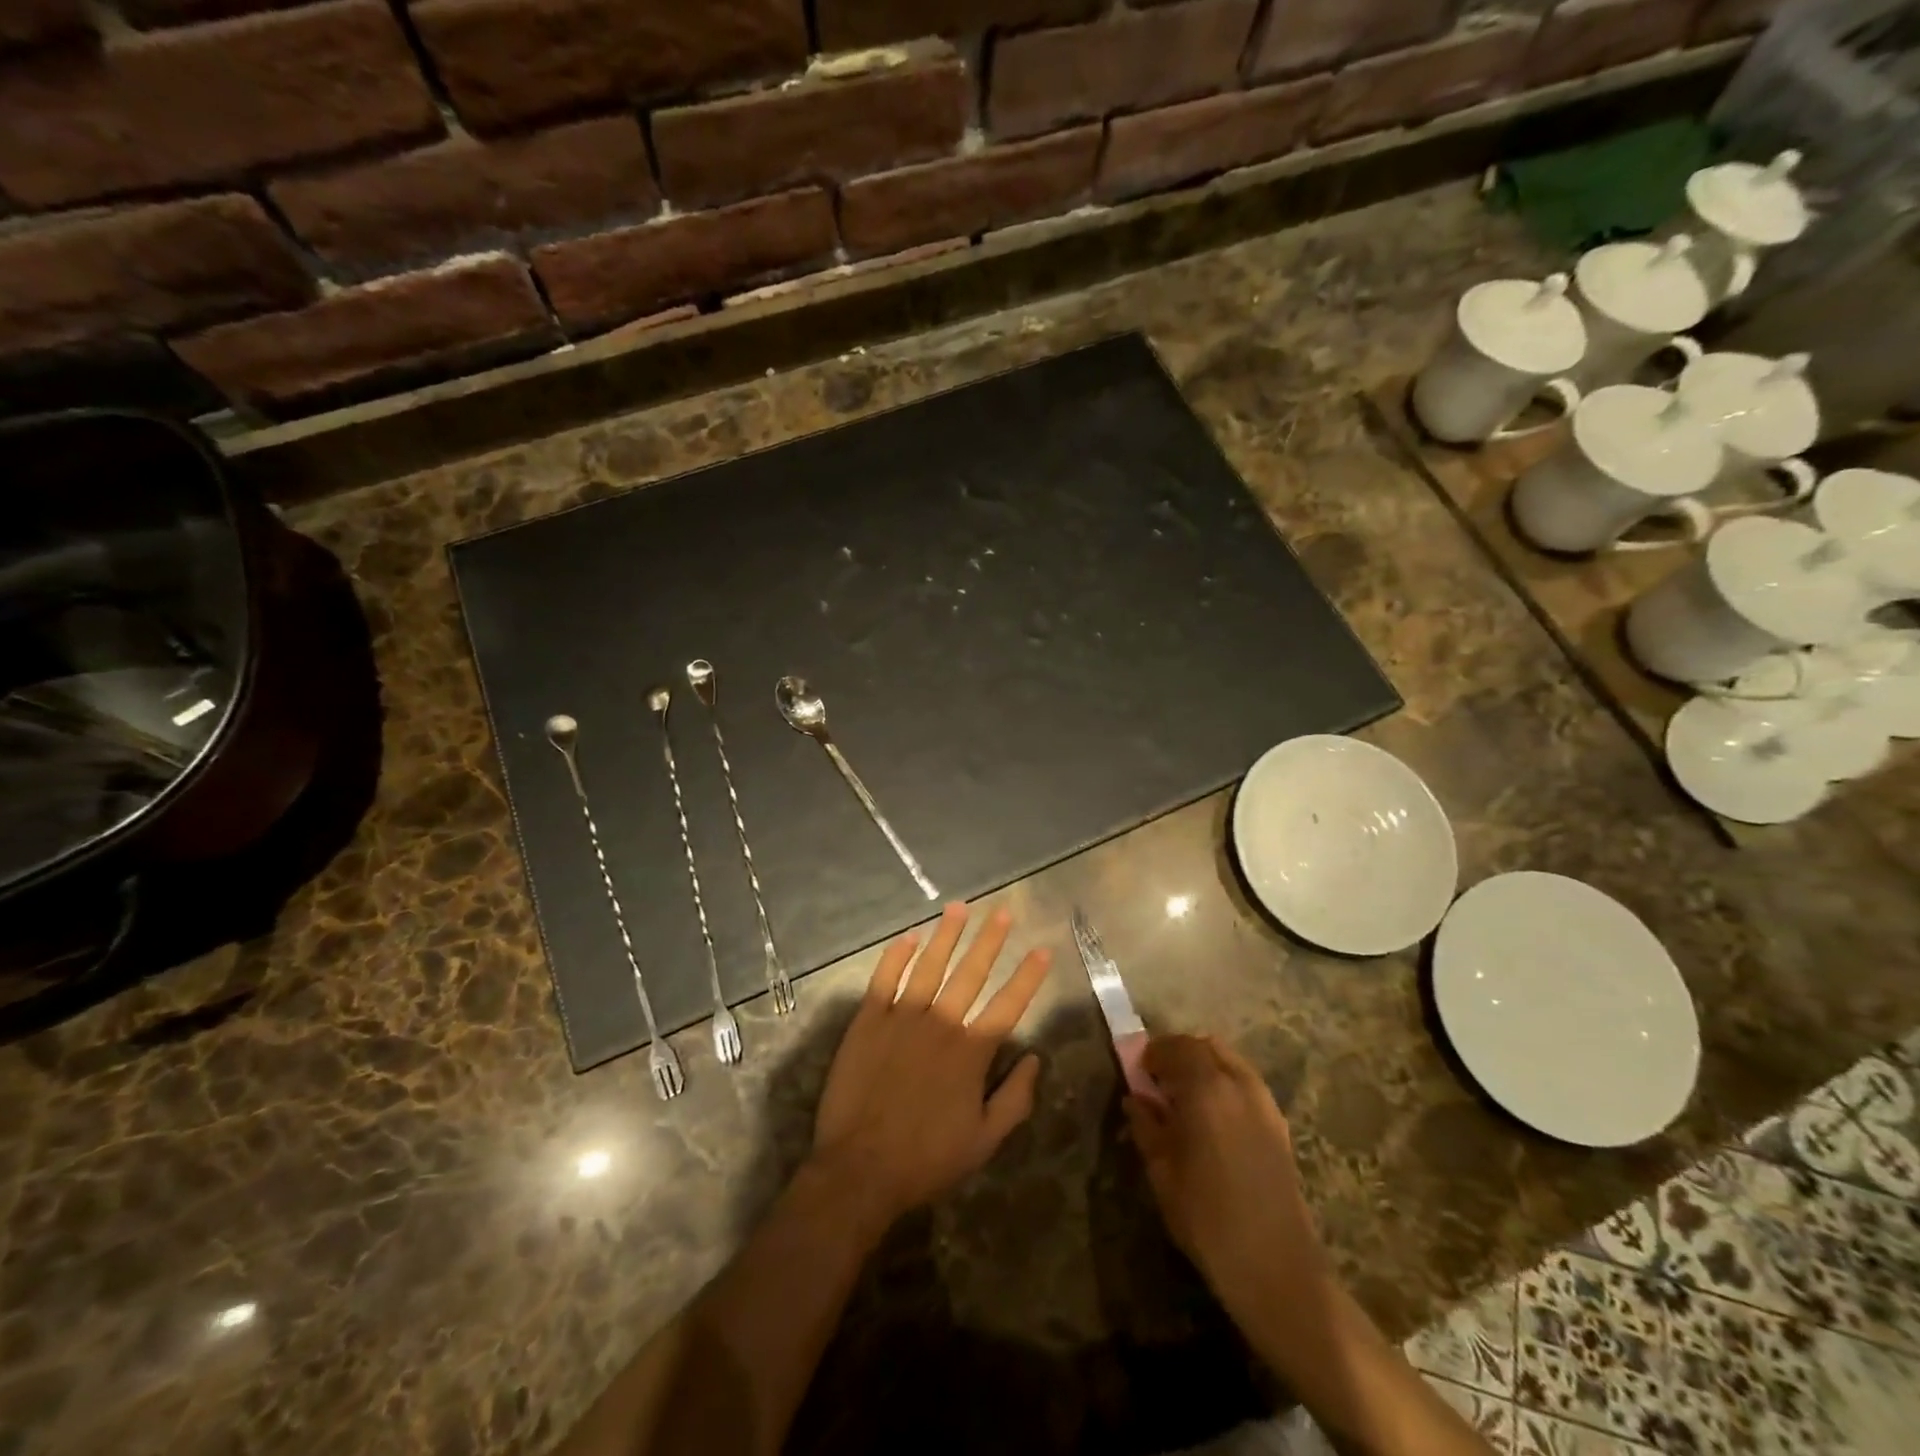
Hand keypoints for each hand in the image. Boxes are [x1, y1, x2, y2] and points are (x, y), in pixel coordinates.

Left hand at [810, 903, 1052, 1228]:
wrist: (860, 1169)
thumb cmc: (926, 1159)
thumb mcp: (984, 1141)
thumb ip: (1015, 1099)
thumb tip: (1035, 1059)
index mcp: (971, 1052)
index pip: (1008, 1004)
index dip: (1028, 976)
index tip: (1042, 949)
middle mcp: (940, 1024)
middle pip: (971, 973)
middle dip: (990, 940)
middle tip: (1003, 911)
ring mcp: (901, 1018)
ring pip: (929, 965)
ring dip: (946, 935)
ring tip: (958, 908)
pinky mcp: (868, 1021)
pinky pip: (884, 978)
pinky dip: (896, 956)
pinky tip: (908, 937)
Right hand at [1125, 1034, 1328, 1309]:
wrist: (1276, 1268)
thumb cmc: (1207, 1218)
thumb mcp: (1162, 1171)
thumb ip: (1146, 1126)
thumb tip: (1136, 1100)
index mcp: (1206, 1088)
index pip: (1176, 1047)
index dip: (1153, 1053)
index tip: (1137, 1071)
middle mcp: (1239, 1084)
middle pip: (1205, 1046)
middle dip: (1179, 1054)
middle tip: (1159, 1081)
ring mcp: (1264, 1103)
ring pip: (1229, 1061)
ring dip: (1204, 1067)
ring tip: (1185, 1099)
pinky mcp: (1279, 1125)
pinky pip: (1246, 1084)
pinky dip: (1225, 1084)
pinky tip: (1213, 1119)